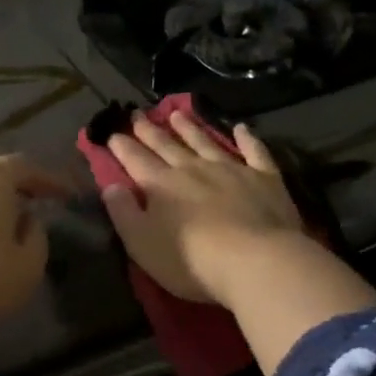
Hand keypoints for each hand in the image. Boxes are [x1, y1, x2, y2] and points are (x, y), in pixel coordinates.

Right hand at [102, 112, 311, 307]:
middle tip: (137, 114)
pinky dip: (247, 138)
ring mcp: (231, 170)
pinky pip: (254, 152)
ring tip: (177, 114)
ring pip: (204, 142)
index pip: (135, 160)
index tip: (111, 133)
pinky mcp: (264, 178)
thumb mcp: (142, 243)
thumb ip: (123, 212)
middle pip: (166, 145)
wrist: (257, 262)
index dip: (122, 146)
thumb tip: (110, 186)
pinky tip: (241, 128)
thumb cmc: (192, 261)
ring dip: (189, 128)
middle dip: (149, 130)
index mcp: (161, 185)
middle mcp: (192, 169)